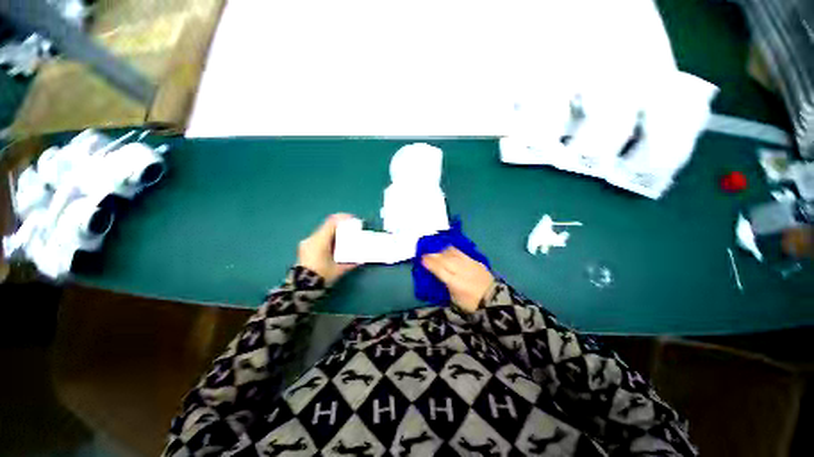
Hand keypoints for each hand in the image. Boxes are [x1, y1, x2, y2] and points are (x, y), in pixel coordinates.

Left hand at [297, 214, 357, 284]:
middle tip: (352, 230)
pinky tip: (335, 246)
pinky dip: (329, 238)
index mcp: (320, 241)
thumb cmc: (321, 276)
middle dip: (341, 226)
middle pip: (328, 226)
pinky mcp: (305, 249)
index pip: (332, 222)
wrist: (300, 289)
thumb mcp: (338, 270)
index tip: (354, 219)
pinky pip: (319, 238)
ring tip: (345, 239)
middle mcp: (312, 239)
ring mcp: (307, 243)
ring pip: (323, 232)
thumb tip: (361, 260)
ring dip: (335, 233)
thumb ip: (350, 263)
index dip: (343, 218)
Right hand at [421, 247, 493, 312]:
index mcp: (455, 283)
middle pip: (445, 259)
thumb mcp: (455, 300)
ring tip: (437, 251)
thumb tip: (439, 276)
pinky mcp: (476, 261)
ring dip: (443, 252)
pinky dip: (453, 251)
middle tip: (426, 254)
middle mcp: (461, 271)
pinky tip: (449, 250)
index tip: (422, 259)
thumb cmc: (472, 304)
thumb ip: (446, 286)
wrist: (494, 301)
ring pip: (453, 254)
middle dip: (434, 256)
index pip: (439, 269)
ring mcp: (470, 264)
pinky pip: (462, 253)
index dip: (430, 263)